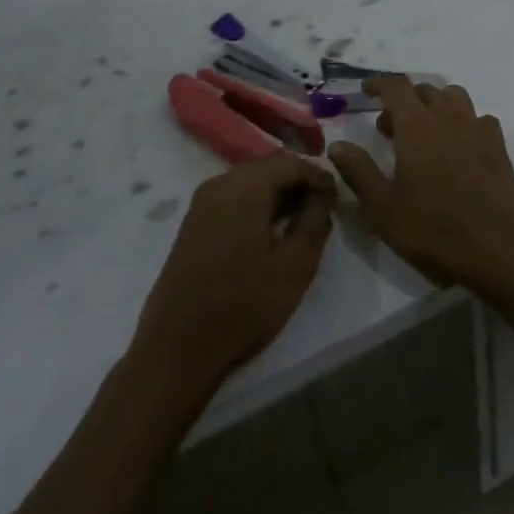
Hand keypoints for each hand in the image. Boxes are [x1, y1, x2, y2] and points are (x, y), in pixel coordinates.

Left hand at [132, 153, 335, 386]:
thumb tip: (321, 199)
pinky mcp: (193, 223)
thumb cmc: (242, 307)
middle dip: (298, 181)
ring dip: (277, 193)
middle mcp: (219, 184)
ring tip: (300, 218)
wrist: (175, 351)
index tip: (337, 196)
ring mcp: (202, 203)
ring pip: (250, 182)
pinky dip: (256, 204)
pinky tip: (269, 230)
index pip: (291, 163)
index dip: (318, 175)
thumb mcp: (294, 268)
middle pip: (268, 167)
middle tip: (322, 206)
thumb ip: (314, 223)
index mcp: (244, 187)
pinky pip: (233, 198)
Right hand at [326, 77, 513, 289]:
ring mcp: (476, 128)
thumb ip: (358, 171)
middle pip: (423, 90)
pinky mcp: (497, 144)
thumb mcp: (382, 207)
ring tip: (424, 130)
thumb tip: (337, 145)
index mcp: (416, 125)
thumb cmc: (432, 229)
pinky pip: (478, 118)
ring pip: (453, 97)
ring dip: (435, 104)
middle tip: (388, 127)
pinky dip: (464, 122)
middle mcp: (447, 116)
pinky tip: (459, 145)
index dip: (379, 84)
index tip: (366, 91)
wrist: (494, 247)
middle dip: (403, 100)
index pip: (396, 86)